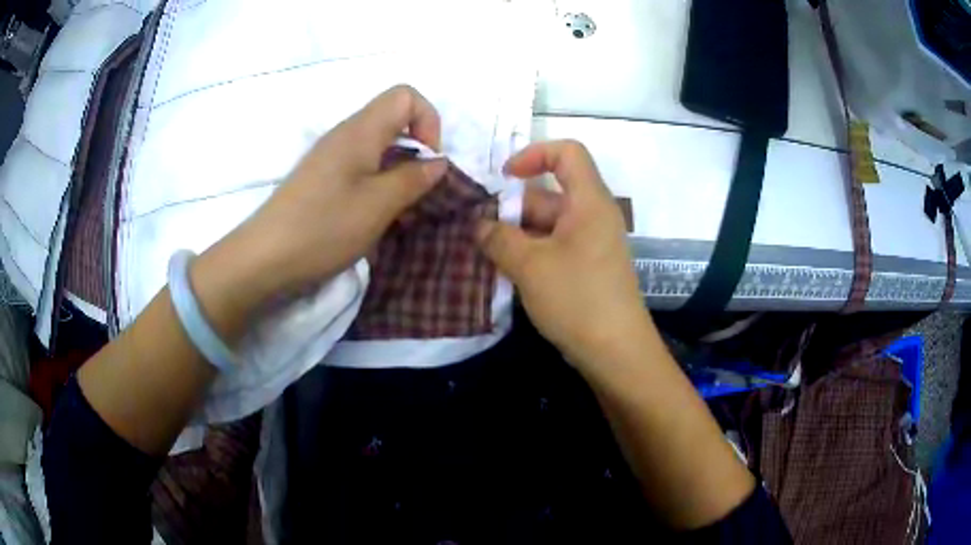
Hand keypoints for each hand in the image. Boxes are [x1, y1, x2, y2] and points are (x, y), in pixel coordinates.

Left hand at [192, 85, 447, 318]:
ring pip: (379, 148)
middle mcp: (345, 135)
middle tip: (418, 192)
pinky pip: (361, 169)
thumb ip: (414, 178)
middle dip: (416, 151)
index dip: (428, 121)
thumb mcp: (379, 205)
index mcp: (360, 130)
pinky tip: (376, 218)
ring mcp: (331, 158)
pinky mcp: (322, 180)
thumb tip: (438, 162)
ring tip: (400, 212)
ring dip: (399, 173)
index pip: (406, 96)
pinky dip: (379, 186)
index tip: (429, 161)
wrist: (265, 258)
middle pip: (394, 120)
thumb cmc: (323, 227)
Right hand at [476, 140, 653, 372]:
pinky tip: (506, 271)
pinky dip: (530, 253)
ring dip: (516, 235)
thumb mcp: (530, 266)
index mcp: (589, 201)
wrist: (615, 352)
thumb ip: (499, 238)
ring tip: (484, 253)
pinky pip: (554, 247)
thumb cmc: (577, 299)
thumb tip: (479, 226)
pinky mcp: (587, 268)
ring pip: (548, 225)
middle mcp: (592, 216)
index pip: (568, 152)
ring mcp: (591, 244)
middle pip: (549, 194)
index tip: (504, 178)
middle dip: (512, 208)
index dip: (534, 154)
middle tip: (479, 231)